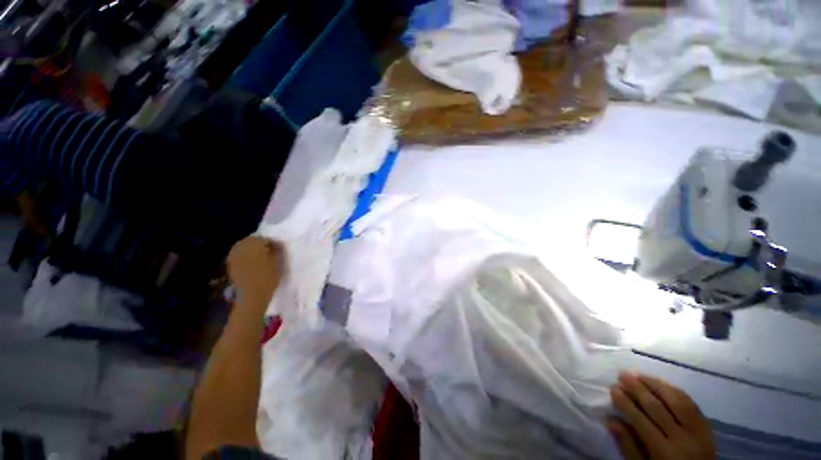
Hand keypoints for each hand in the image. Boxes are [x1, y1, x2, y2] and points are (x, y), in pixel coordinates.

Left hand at [227, 236, 283, 304]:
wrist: (251, 295)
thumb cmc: (268, 277)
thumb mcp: (279, 262)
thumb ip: (278, 250)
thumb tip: (278, 243)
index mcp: (254, 243)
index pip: (265, 238)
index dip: (273, 243)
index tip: (279, 249)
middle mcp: (241, 246)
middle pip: (252, 240)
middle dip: (261, 244)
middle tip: (271, 252)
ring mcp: (234, 255)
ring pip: (244, 247)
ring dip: (253, 250)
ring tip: (262, 257)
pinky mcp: (230, 264)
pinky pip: (239, 255)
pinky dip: (246, 256)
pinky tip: (253, 263)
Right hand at [608, 373, 715, 459]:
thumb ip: (629, 447)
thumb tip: (610, 420)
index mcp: (664, 452)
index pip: (641, 421)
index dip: (625, 403)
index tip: (613, 388)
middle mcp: (682, 439)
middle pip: (658, 408)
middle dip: (638, 389)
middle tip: (623, 374)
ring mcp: (698, 431)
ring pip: (676, 401)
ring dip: (656, 385)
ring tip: (639, 375)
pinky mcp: (707, 426)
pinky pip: (691, 404)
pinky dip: (674, 391)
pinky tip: (662, 384)